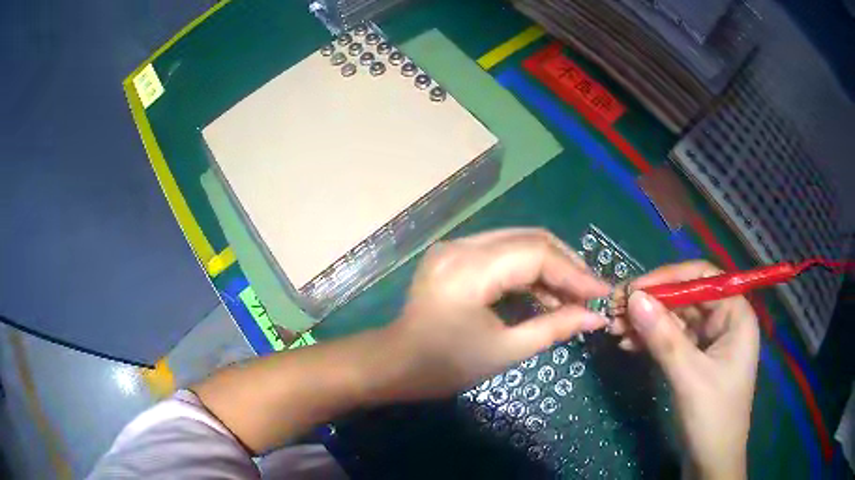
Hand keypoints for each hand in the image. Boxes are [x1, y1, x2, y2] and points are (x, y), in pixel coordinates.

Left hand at [371, 229, 610, 401]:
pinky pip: (502, 252)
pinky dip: (528, 270)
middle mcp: (461, 245)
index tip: (603, 293)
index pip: (536, 255)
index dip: (575, 273)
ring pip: (518, 242)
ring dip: (549, 266)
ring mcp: (455, 245)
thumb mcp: (504, 351)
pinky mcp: (454, 254)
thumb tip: (595, 317)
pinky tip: (545, 292)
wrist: (394, 364)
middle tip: (591, 293)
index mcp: (469, 269)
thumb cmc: (444, 366)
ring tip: (573, 296)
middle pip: (529, 239)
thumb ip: (554, 328)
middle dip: (566, 265)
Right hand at [619, 261, 759, 479]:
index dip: (668, 278)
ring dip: (646, 323)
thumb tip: (634, 298)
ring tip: (615, 329)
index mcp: (736, 314)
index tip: (634, 288)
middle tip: (615, 310)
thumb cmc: (712, 416)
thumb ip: (663, 337)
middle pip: (686, 298)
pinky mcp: (695, 359)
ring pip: (675, 319)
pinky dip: (650, 340)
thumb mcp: (689, 376)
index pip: (703, 278)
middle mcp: (724, 320)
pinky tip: (628, 344)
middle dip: (652, 304)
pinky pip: (671, 339)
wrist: (710, 461)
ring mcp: (710, 340)